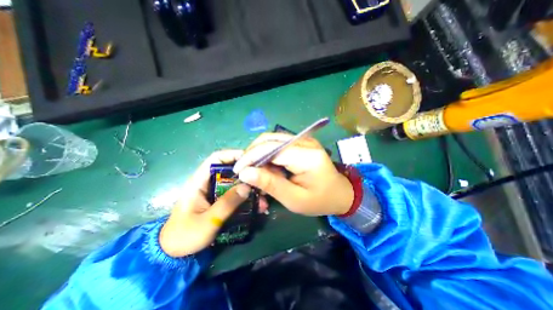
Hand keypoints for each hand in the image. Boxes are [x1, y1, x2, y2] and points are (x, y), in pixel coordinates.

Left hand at [160, 149, 269, 255]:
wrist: (174, 253)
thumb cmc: (185, 235)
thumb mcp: (207, 221)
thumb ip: (227, 204)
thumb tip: (247, 187)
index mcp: (199, 181)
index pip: (216, 159)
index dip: (232, 155)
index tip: (251, 160)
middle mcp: (208, 182)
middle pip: (230, 170)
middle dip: (246, 173)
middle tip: (262, 179)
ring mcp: (215, 191)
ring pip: (235, 182)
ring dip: (249, 187)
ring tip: (262, 197)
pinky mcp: (220, 199)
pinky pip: (235, 193)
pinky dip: (246, 197)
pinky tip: (257, 205)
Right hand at [233, 132, 353, 215]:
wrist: (340, 193)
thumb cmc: (320, 200)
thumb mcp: (294, 199)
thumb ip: (270, 184)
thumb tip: (246, 173)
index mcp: (307, 156)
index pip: (271, 149)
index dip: (251, 157)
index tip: (238, 171)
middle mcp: (305, 142)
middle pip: (269, 139)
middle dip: (252, 153)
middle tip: (245, 171)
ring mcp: (303, 140)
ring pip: (272, 139)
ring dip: (259, 153)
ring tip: (254, 170)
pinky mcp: (301, 143)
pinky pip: (278, 143)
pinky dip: (267, 154)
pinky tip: (266, 166)